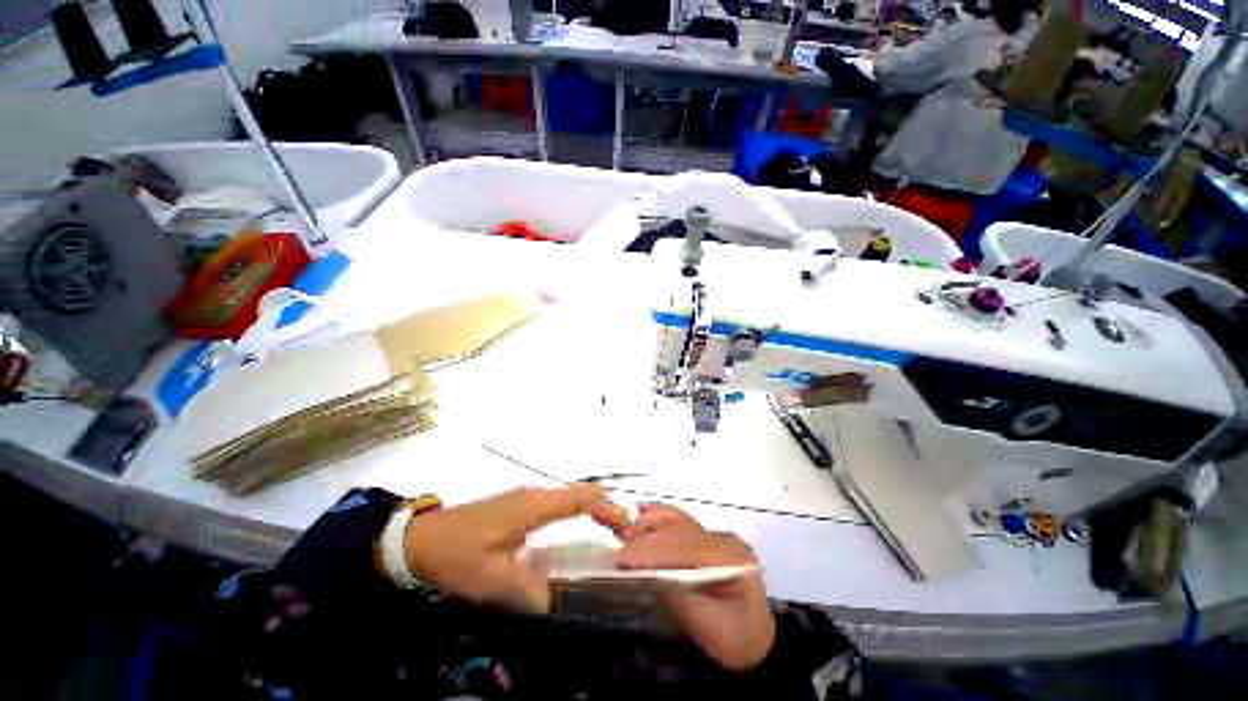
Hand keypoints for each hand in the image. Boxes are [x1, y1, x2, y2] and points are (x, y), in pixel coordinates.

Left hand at [401, 485, 629, 612]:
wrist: (420, 538)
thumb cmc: (457, 554)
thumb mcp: (490, 580)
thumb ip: (528, 591)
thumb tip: (558, 601)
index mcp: (534, 506)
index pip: (582, 498)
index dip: (608, 508)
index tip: (629, 525)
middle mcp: (536, 494)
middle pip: (581, 492)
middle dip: (607, 508)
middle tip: (626, 532)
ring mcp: (527, 496)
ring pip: (571, 495)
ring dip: (593, 508)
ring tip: (611, 530)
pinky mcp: (519, 504)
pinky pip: (559, 502)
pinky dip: (578, 510)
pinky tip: (579, 527)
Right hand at [617, 504, 775, 672]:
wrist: (756, 645)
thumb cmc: (735, 641)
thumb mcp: (709, 627)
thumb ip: (680, 596)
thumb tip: (649, 573)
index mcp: (732, 558)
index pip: (686, 547)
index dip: (653, 551)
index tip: (623, 559)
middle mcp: (724, 539)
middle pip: (679, 532)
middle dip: (647, 540)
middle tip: (618, 552)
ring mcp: (716, 536)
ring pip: (679, 521)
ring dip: (651, 525)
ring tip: (626, 533)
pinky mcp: (707, 539)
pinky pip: (681, 523)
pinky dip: (660, 519)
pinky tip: (643, 512)